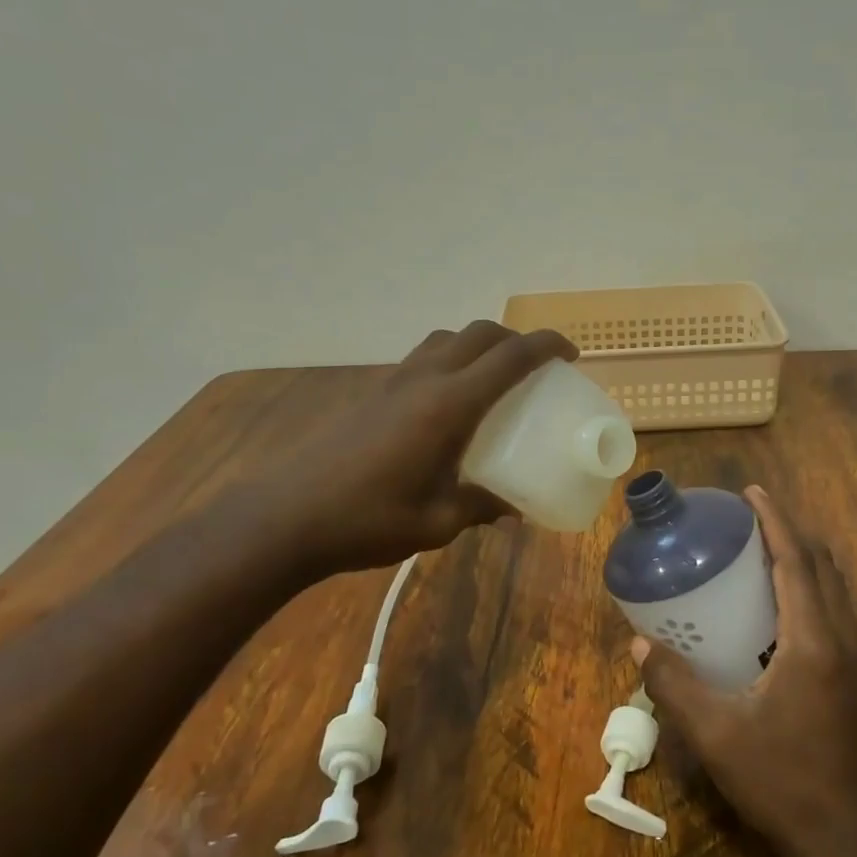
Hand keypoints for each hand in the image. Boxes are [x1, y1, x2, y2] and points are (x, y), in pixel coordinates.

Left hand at [274, 321, 576, 572]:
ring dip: (478, 345)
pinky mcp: (371, 394)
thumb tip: (512, 509)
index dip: (547, 346)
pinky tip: (448, 406)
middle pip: (478, 334)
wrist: (285, 518)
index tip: (571, 354)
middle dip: (515, 339)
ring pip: (446, 340)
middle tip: (536, 368)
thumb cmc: (368, 520)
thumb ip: (480, 507)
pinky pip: (422, 359)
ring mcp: (393, 382)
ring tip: (493, 379)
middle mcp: (424, 380)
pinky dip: (449, 362)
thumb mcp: (437, 522)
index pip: (510, 357)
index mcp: (449, 405)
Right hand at [633, 486, 856, 856]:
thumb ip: (674, 685)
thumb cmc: (780, 780)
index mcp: (812, 641)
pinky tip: (783, 607)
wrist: (843, 839)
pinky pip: (836, 610)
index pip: (796, 561)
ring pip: (835, 588)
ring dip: (805, 558)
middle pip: (822, 565)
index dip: (775, 520)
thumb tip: (639, 645)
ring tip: (766, 550)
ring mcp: (856, 661)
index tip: (752, 492)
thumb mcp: (715, 733)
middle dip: (791, 531)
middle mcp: (842, 639)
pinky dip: (813, 587)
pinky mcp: (855, 680)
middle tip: (752, 518)